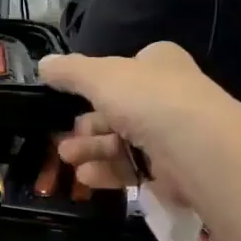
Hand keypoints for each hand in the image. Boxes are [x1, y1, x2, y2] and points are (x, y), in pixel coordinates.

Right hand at [38, 42, 230, 200]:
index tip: (71, 98)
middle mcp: (169, 95)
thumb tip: (43, 64)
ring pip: (125, 141)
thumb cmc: (147, 99)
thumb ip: (70, 71)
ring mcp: (174, 134)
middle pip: (120, 109)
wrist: (196, 147)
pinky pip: (136, 168)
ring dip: (93, 149)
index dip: (98, 83)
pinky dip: (109, 171)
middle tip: (62, 138)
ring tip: (67, 158)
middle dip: (88, 125)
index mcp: (159, 63)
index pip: (126, 69)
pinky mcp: (174, 169)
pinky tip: (86, 177)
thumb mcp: (99, 76)